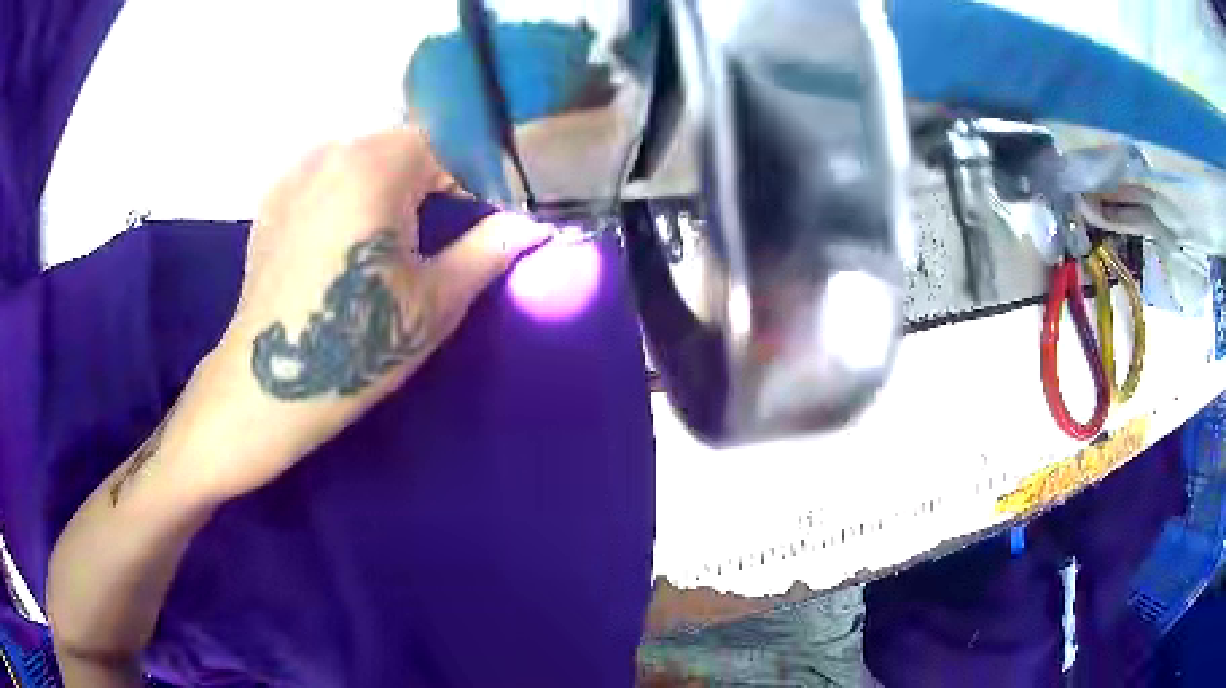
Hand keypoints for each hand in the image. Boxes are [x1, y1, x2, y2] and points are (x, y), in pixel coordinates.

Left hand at [173, 127, 550, 501]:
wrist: (269, 384)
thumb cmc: (356, 345)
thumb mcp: (436, 300)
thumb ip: (491, 248)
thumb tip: (536, 224)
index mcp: (376, 163)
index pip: (452, 141)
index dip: (483, 173)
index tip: (499, 208)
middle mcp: (333, 149)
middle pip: (406, 145)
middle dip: (440, 176)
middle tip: (457, 220)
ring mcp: (297, 171)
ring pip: (367, 158)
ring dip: (396, 183)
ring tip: (403, 232)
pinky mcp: (275, 198)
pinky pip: (331, 176)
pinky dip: (355, 192)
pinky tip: (354, 236)